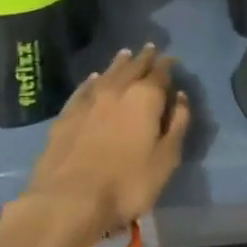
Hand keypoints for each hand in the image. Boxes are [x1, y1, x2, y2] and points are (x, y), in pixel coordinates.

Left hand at [23, 45, 190, 237]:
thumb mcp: (166, 159)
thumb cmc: (127, 183)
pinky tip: (93, 78)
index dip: (167, 66)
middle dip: (143, 58)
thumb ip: (177, 125)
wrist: (70, 199)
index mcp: (144, 98)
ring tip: (125, 54)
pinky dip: (92, 81)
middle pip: (132, 68)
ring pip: (107, 73)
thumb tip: (181, 97)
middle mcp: (116, 90)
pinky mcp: (66, 115)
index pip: (159, 74)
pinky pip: (84, 89)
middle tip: (150, 48)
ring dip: (119, 63)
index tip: (171, 59)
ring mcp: (88, 101)